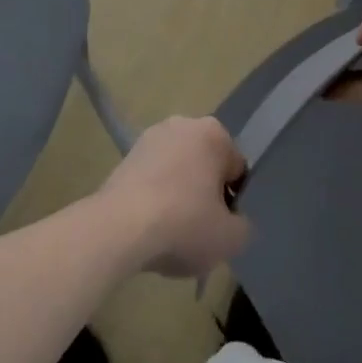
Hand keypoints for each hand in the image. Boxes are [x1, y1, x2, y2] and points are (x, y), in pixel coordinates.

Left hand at [99, 115, 251, 277]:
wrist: (119, 228)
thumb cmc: (184, 224)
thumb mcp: (231, 238)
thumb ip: (243, 226)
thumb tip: (233, 221)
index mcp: (214, 133)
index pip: (235, 170)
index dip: (233, 201)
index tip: (221, 225)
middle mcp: (182, 124)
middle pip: (205, 167)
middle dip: (204, 194)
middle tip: (199, 230)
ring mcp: (149, 138)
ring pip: (177, 172)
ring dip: (178, 196)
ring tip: (171, 233)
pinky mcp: (124, 156)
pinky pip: (152, 180)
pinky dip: (154, 199)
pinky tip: (149, 227)